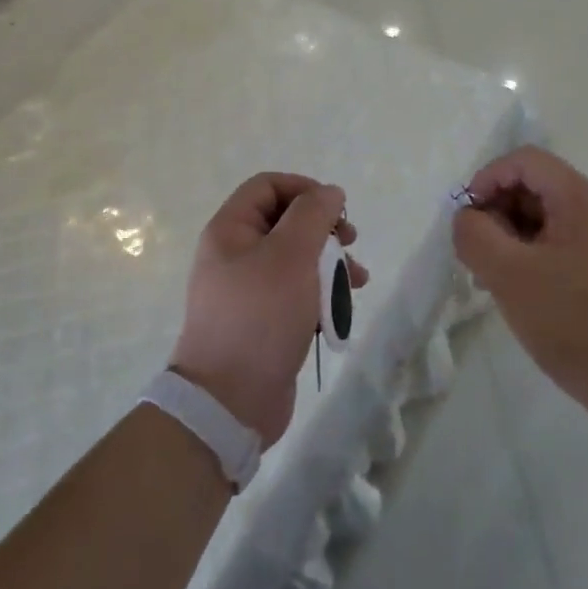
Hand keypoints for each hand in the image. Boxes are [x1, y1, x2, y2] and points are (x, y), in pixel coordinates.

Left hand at [172, 173, 365, 447]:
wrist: (229, 402)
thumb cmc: (260, 316)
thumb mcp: (290, 255)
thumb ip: (313, 215)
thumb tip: (330, 192)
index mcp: (230, 230)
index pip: (268, 186)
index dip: (304, 189)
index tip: (336, 209)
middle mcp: (235, 254)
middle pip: (285, 221)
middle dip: (323, 229)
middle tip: (350, 242)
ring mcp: (248, 290)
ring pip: (296, 259)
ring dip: (330, 263)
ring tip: (358, 280)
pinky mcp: (263, 321)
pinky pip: (295, 293)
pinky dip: (320, 294)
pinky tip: (342, 309)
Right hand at [455, 146, 587, 436]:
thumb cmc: (576, 322)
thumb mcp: (510, 275)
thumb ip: (476, 236)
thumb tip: (466, 218)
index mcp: (579, 198)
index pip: (524, 160)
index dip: (487, 179)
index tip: (467, 220)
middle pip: (533, 187)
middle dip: (496, 212)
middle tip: (475, 255)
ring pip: (542, 220)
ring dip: (509, 239)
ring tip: (490, 281)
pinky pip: (556, 248)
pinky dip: (529, 260)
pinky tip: (518, 296)